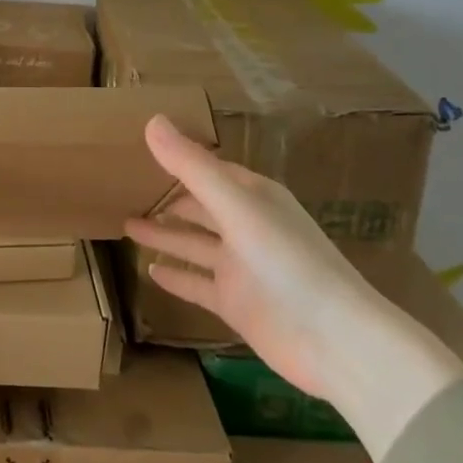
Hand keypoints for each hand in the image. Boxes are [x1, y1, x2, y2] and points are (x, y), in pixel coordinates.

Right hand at [125, 114, 462, 459]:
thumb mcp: (236, 206)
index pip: (209, 170)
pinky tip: (150, 270)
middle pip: (200, 206)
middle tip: (125, 188)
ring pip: (195, 244)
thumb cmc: (287, 261)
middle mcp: (247, 227)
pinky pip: (198, 284)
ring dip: (165, 235)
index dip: (178, 160)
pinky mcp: (237, 303)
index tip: (141, 149)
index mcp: (253, 197)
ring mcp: (242, 268)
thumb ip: (192, 166)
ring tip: (126, 223)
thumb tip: (151, 120)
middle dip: (168, 197)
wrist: (336, 341)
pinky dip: (176, 277)